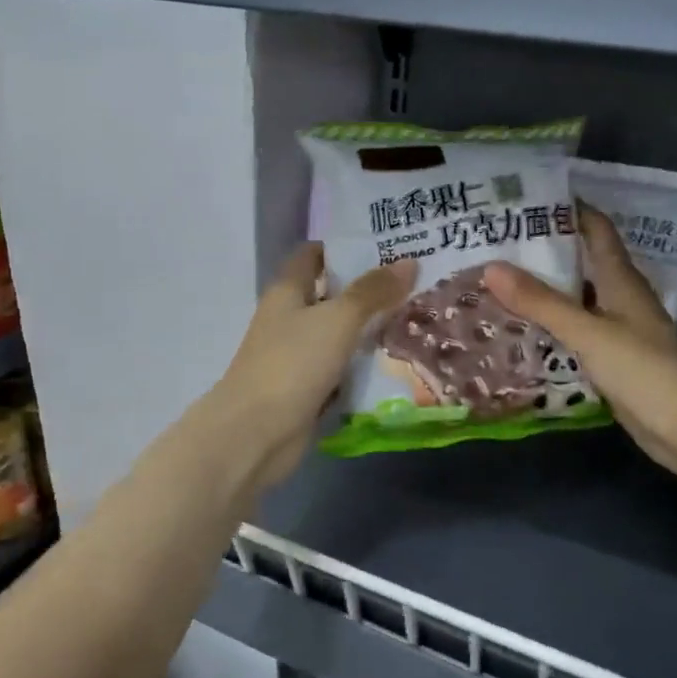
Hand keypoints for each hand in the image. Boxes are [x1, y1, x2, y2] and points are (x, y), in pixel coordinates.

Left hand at [216, 244, 416, 490]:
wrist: (257, 433)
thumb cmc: (293, 363)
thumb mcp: (338, 319)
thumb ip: (372, 291)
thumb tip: (409, 262)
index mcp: (287, 291)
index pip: (313, 255)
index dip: (344, 246)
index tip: (385, 244)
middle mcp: (290, 319)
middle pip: (331, 295)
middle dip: (369, 289)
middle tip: (416, 282)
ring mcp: (298, 356)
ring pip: (340, 334)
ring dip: (371, 329)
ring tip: (418, 317)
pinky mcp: (308, 389)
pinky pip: (342, 369)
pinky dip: (364, 366)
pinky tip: (399, 362)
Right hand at [485, 204, 676, 482]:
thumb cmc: (645, 370)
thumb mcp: (588, 332)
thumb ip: (541, 302)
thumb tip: (491, 267)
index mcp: (621, 280)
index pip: (596, 229)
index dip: (568, 208)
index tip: (527, 197)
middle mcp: (620, 298)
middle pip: (581, 262)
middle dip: (544, 250)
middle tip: (496, 243)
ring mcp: (618, 331)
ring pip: (576, 299)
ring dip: (544, 290)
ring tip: (498, 282)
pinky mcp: (613, 360)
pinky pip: (575, 333)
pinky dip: (550, 326)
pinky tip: (521, 330)